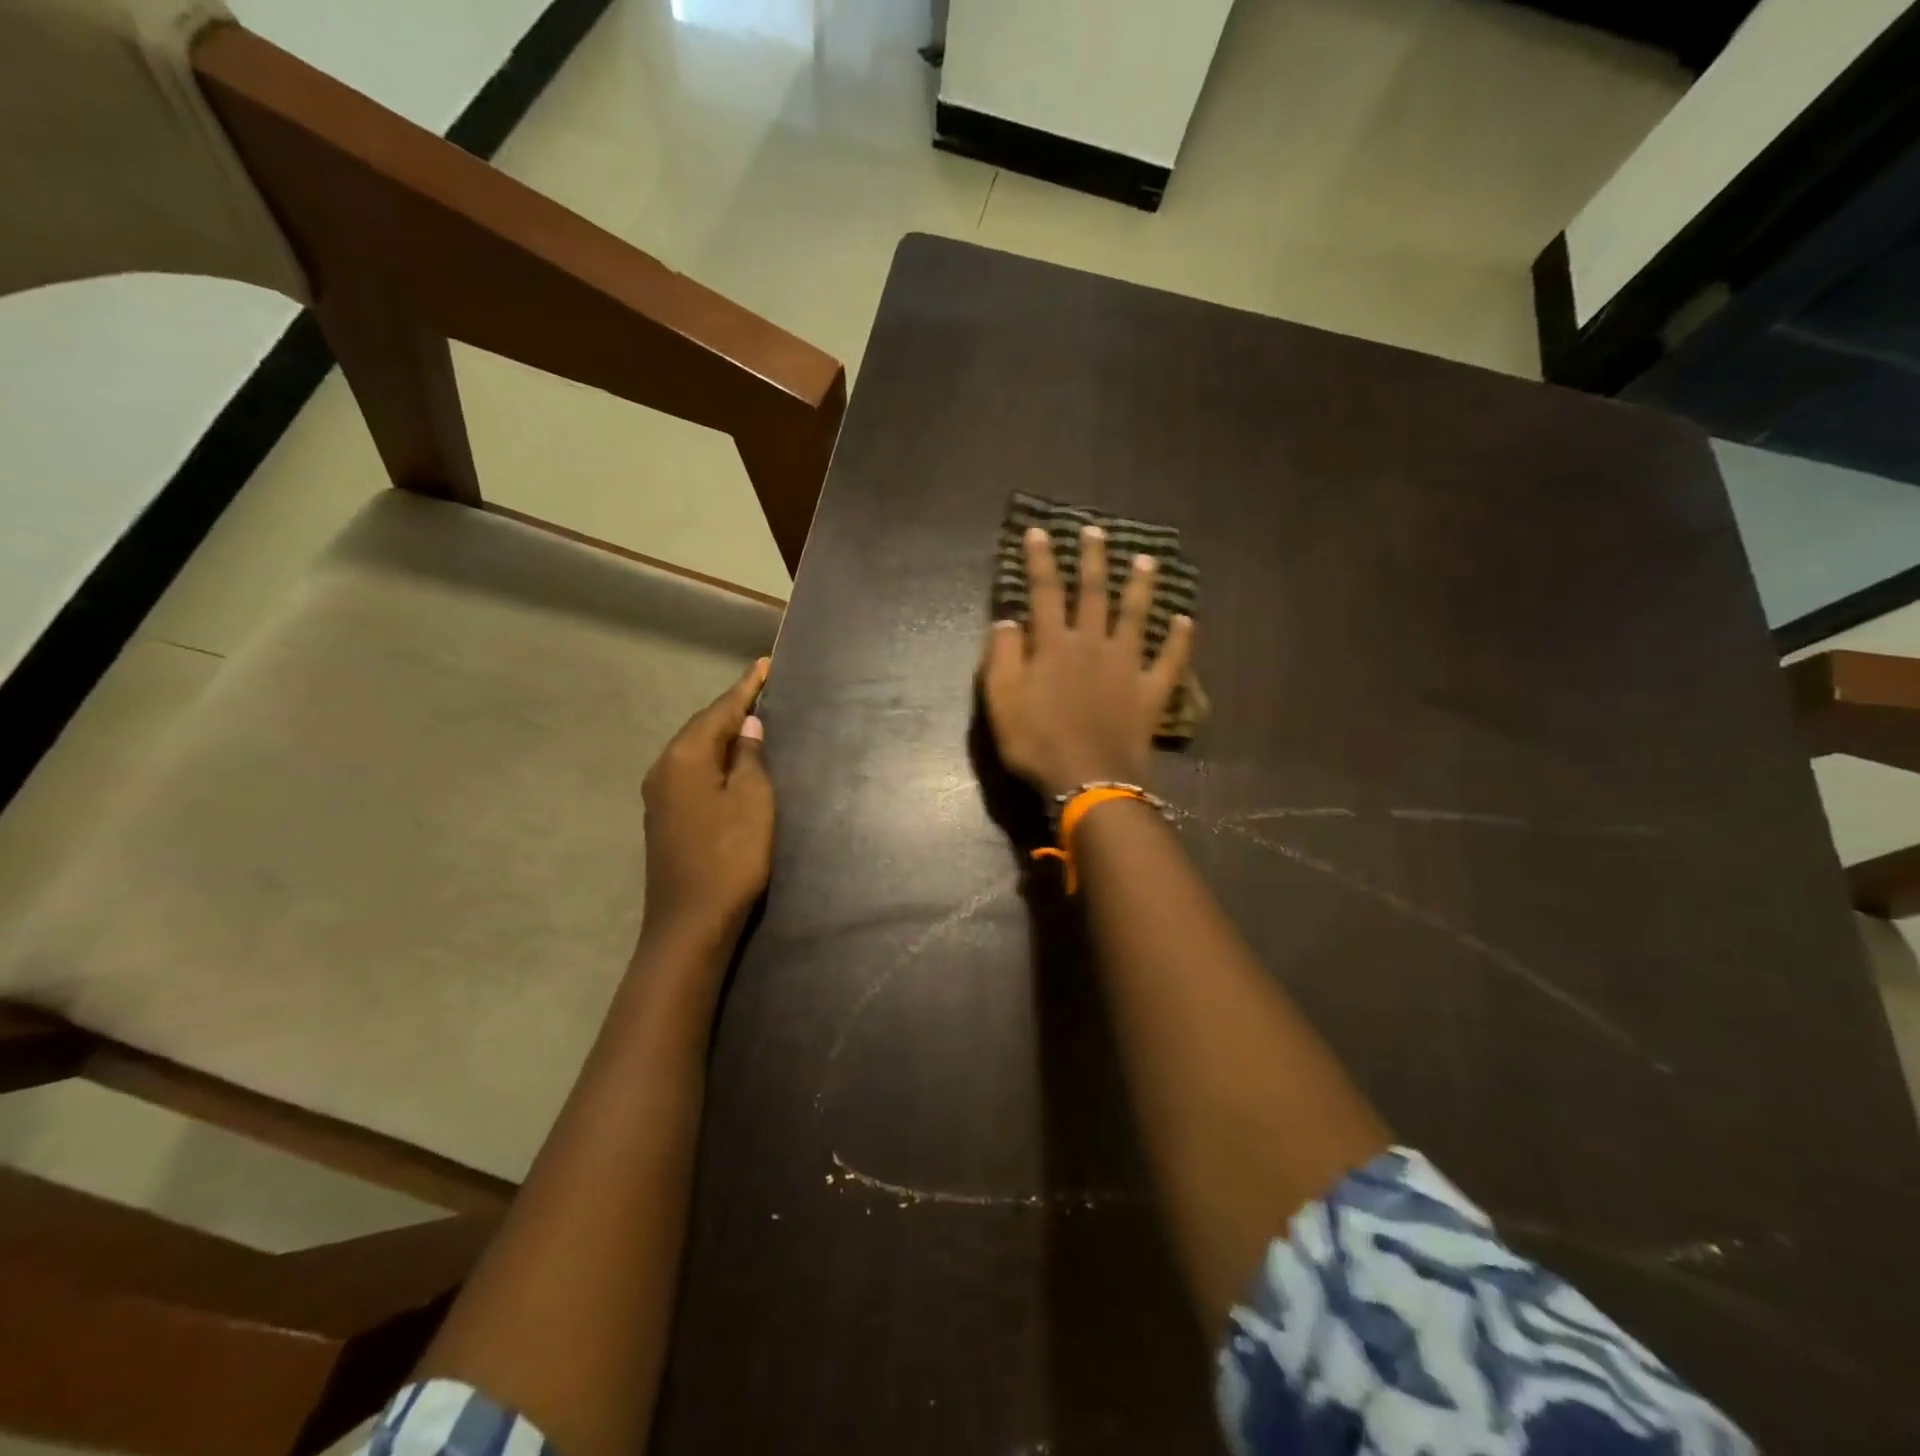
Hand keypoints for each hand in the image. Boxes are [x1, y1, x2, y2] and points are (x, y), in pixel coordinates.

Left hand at [640, 657, 774, 947]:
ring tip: (753, 722)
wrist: (690, 924)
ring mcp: (660, 795)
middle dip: (733, 709)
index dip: (746, 688)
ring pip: (696, 751)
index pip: (720, 711)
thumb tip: (749, 727)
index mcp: (685, 758)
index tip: (765, 664)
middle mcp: (664, 769)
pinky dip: (715, 760)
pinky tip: (733, 764)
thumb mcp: (753, 802)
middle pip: (702, 728)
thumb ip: (751, 758)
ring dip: (724, 735)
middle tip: (763, 691)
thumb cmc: (729, 858)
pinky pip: (693, 772)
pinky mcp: (665, 818)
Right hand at [981, 524, 1193, 798]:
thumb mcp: (1001, 700)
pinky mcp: (1150, 691)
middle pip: (1094, 593)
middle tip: (1097, 530)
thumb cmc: (1037, 742)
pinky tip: (1186, 620)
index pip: (1045, 592)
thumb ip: (1003, 656)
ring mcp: (1127, 666)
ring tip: (1148, 560)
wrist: (1089, 779)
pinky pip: (1170, 660)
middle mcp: (1093, 644)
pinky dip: (1180, 640)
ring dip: (1141, 586)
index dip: (1040, 560)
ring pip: (1136, 616)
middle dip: (1093, 559)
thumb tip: (1007, 620)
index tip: (1039, 531)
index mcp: (1054, 645)